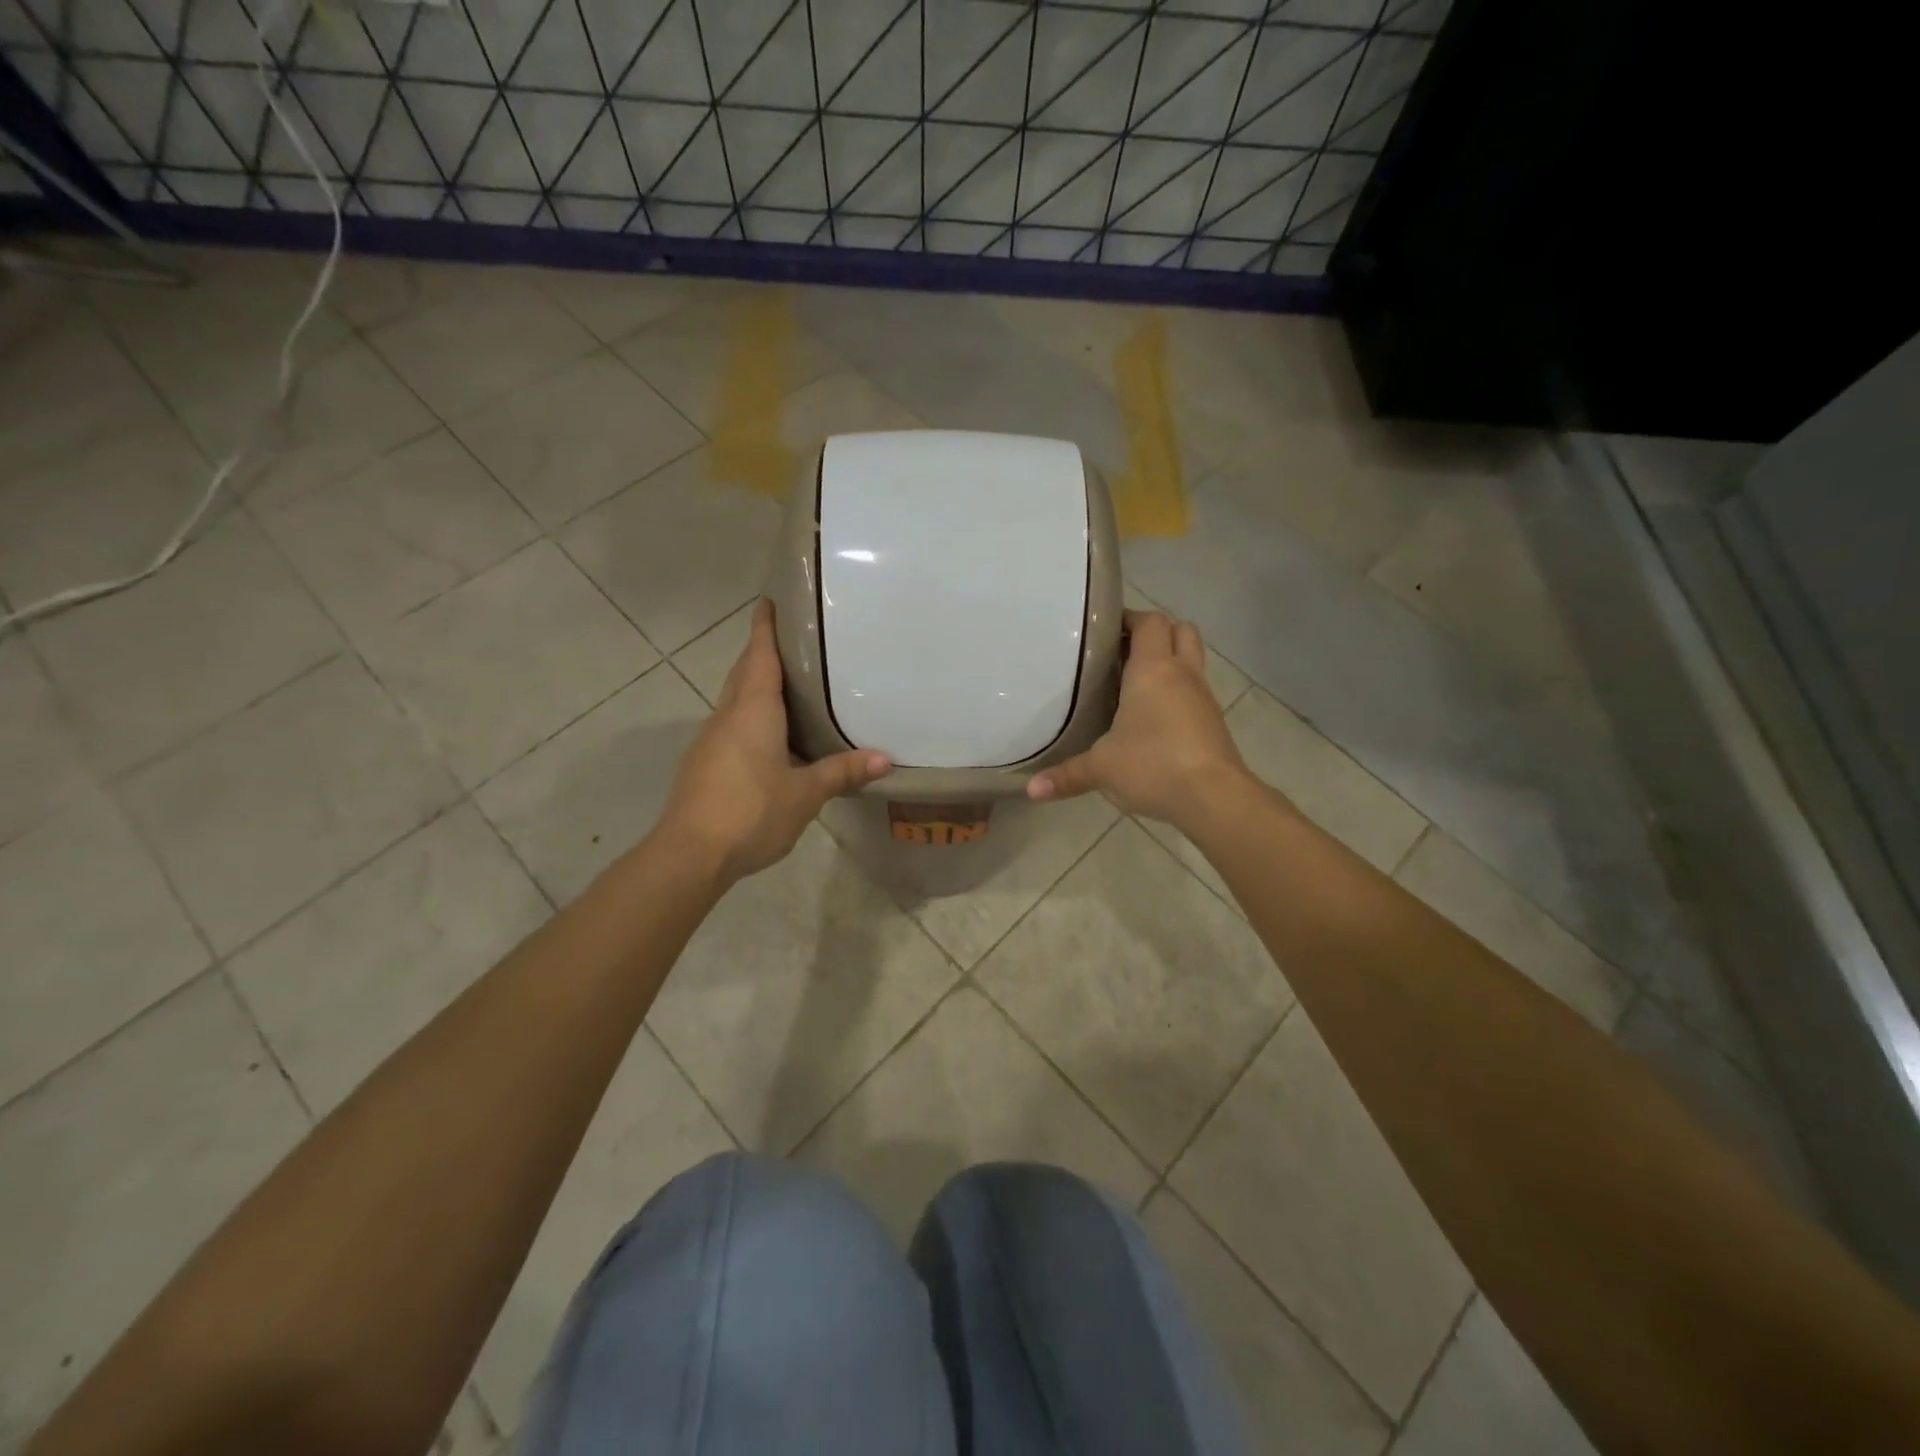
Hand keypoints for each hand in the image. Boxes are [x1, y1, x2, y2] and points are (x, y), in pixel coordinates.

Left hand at [662, 600, 889, 882]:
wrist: (691, 853)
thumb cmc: (752, 811)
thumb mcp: (805, 793)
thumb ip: (842, 772)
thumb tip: (885, 759)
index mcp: (753, 711)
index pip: (759, 656)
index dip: (765, 628)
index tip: (769, 602)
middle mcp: (727, 716)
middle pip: (744, 673)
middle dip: (761, 652)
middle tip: (790, 642)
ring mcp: (710, 740)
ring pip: (734, 700)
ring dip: (754, 685)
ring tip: (786, 686)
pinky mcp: (703, 763)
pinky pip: (730, 725)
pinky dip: (748, 716)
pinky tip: (768, 736)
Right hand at [1028, 610, 1246, 829]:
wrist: (1215, 798)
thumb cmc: (1154, 765)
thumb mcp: (1101, 769)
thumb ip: (1067, 774)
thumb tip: (1032, 789)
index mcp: (1153, 669)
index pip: (1149, 622)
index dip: (1130, 618)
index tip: (1105, 630)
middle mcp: (1182, 674)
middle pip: (1179, 631)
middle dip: (1155, 634)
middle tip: (1123, 653)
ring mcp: (1203, 697)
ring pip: (1191, 660)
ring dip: (1170, 662)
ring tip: (1135, 685)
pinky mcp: (1213, 722)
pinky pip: (1195, 691)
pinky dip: (1178, 692)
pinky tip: (1154, 719)